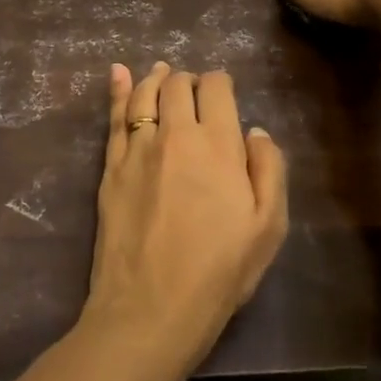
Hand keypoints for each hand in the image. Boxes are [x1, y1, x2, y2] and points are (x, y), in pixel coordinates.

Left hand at [84, 62, 288, 371]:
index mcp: (218, 144)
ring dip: (157, 78)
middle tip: (195, 91)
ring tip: (163, 72)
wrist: (150, 308)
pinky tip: (118, 72)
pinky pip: (114, 116)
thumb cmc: (219, 272)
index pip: (216, 88)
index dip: (221, 82)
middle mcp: (176, 134)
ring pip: (145, 93)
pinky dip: (118, 89)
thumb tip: (254, 131)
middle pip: (179, 85)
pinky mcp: (111, 166)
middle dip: (190, 80)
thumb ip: (269, 170)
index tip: (223, 91)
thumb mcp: (268, 228)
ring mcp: (138, 148)